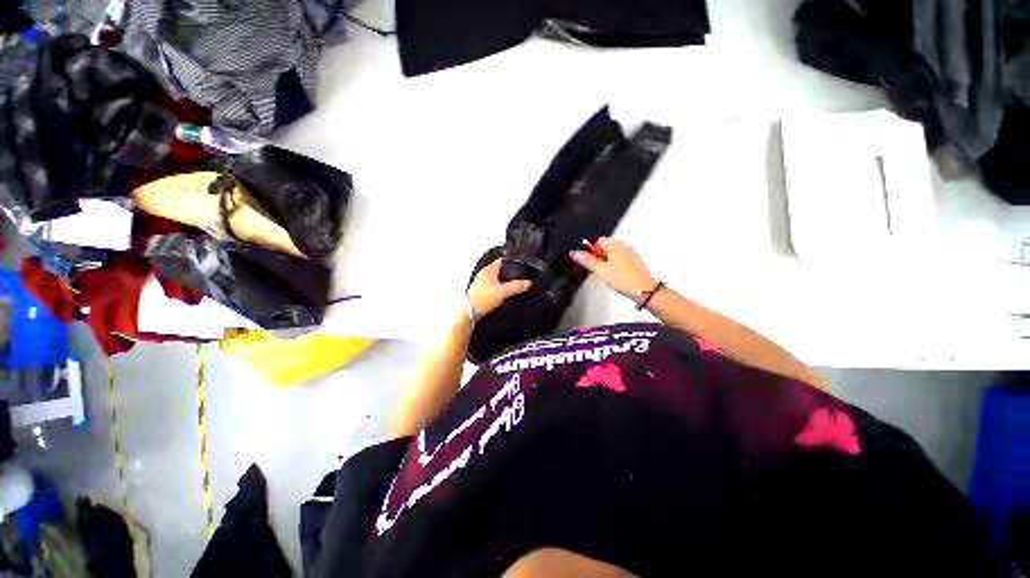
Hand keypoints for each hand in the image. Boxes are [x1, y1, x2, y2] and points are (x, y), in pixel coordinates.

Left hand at [466, 259, 531, 318]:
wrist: (469, 313)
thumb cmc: (481, 300)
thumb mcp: (503, 291)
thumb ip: (516, 286)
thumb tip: (527, 283)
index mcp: (488, 270)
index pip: (501, 261)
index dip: (510, 262)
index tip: (518, 264)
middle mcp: (483, 276)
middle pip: (499, 271)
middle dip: (508, 274)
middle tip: (517, 277)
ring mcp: (481, 284)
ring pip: (495, 280)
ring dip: (502, 283)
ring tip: (511, 287)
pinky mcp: (480, 293)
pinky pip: (492, 289)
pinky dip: (498, 291)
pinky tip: (502, 296)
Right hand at [570, 238, 655, 300]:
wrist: (644, 290)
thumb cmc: (625, 280)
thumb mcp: (601, 270)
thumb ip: (587, 261)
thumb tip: (575, 253)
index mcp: (616, 246)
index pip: (599, 241)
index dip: (592, 250)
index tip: (590, 261)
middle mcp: (625, 248)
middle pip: (607, 247)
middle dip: (600, 256)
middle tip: (598, 268)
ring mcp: (632, 255)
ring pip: (614, 254)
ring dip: (608, 261)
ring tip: (607, 274)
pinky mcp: (635, 263)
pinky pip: (622, 260)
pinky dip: (616, 266)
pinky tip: (616, 276)